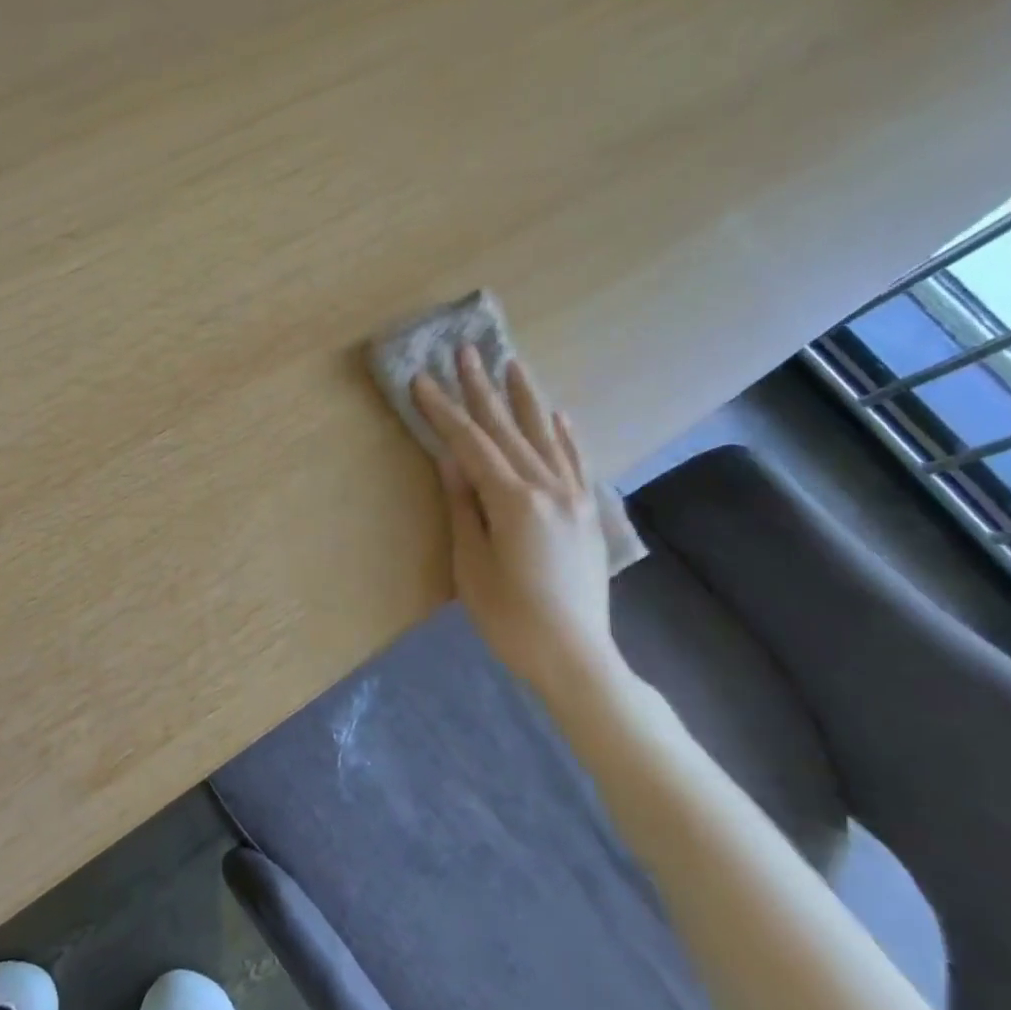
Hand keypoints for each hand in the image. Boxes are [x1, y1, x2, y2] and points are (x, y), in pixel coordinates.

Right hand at [412, 347, 625, 705]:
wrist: (576, 658)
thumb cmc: (511, 618)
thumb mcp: (472, 565)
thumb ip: (464, 507)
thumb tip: (450, 460)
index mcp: (513, 501)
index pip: (471, 444)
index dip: (444, 411)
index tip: (422, 379)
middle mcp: (548, 488)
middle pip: (508, 429)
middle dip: (481, 389)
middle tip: (465, 351)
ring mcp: (574, 499)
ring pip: (545, 436)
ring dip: (525, 398)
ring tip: (512, 363)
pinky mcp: (588, 514)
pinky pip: (576, 462)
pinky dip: (566, 435)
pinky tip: (559, 414)